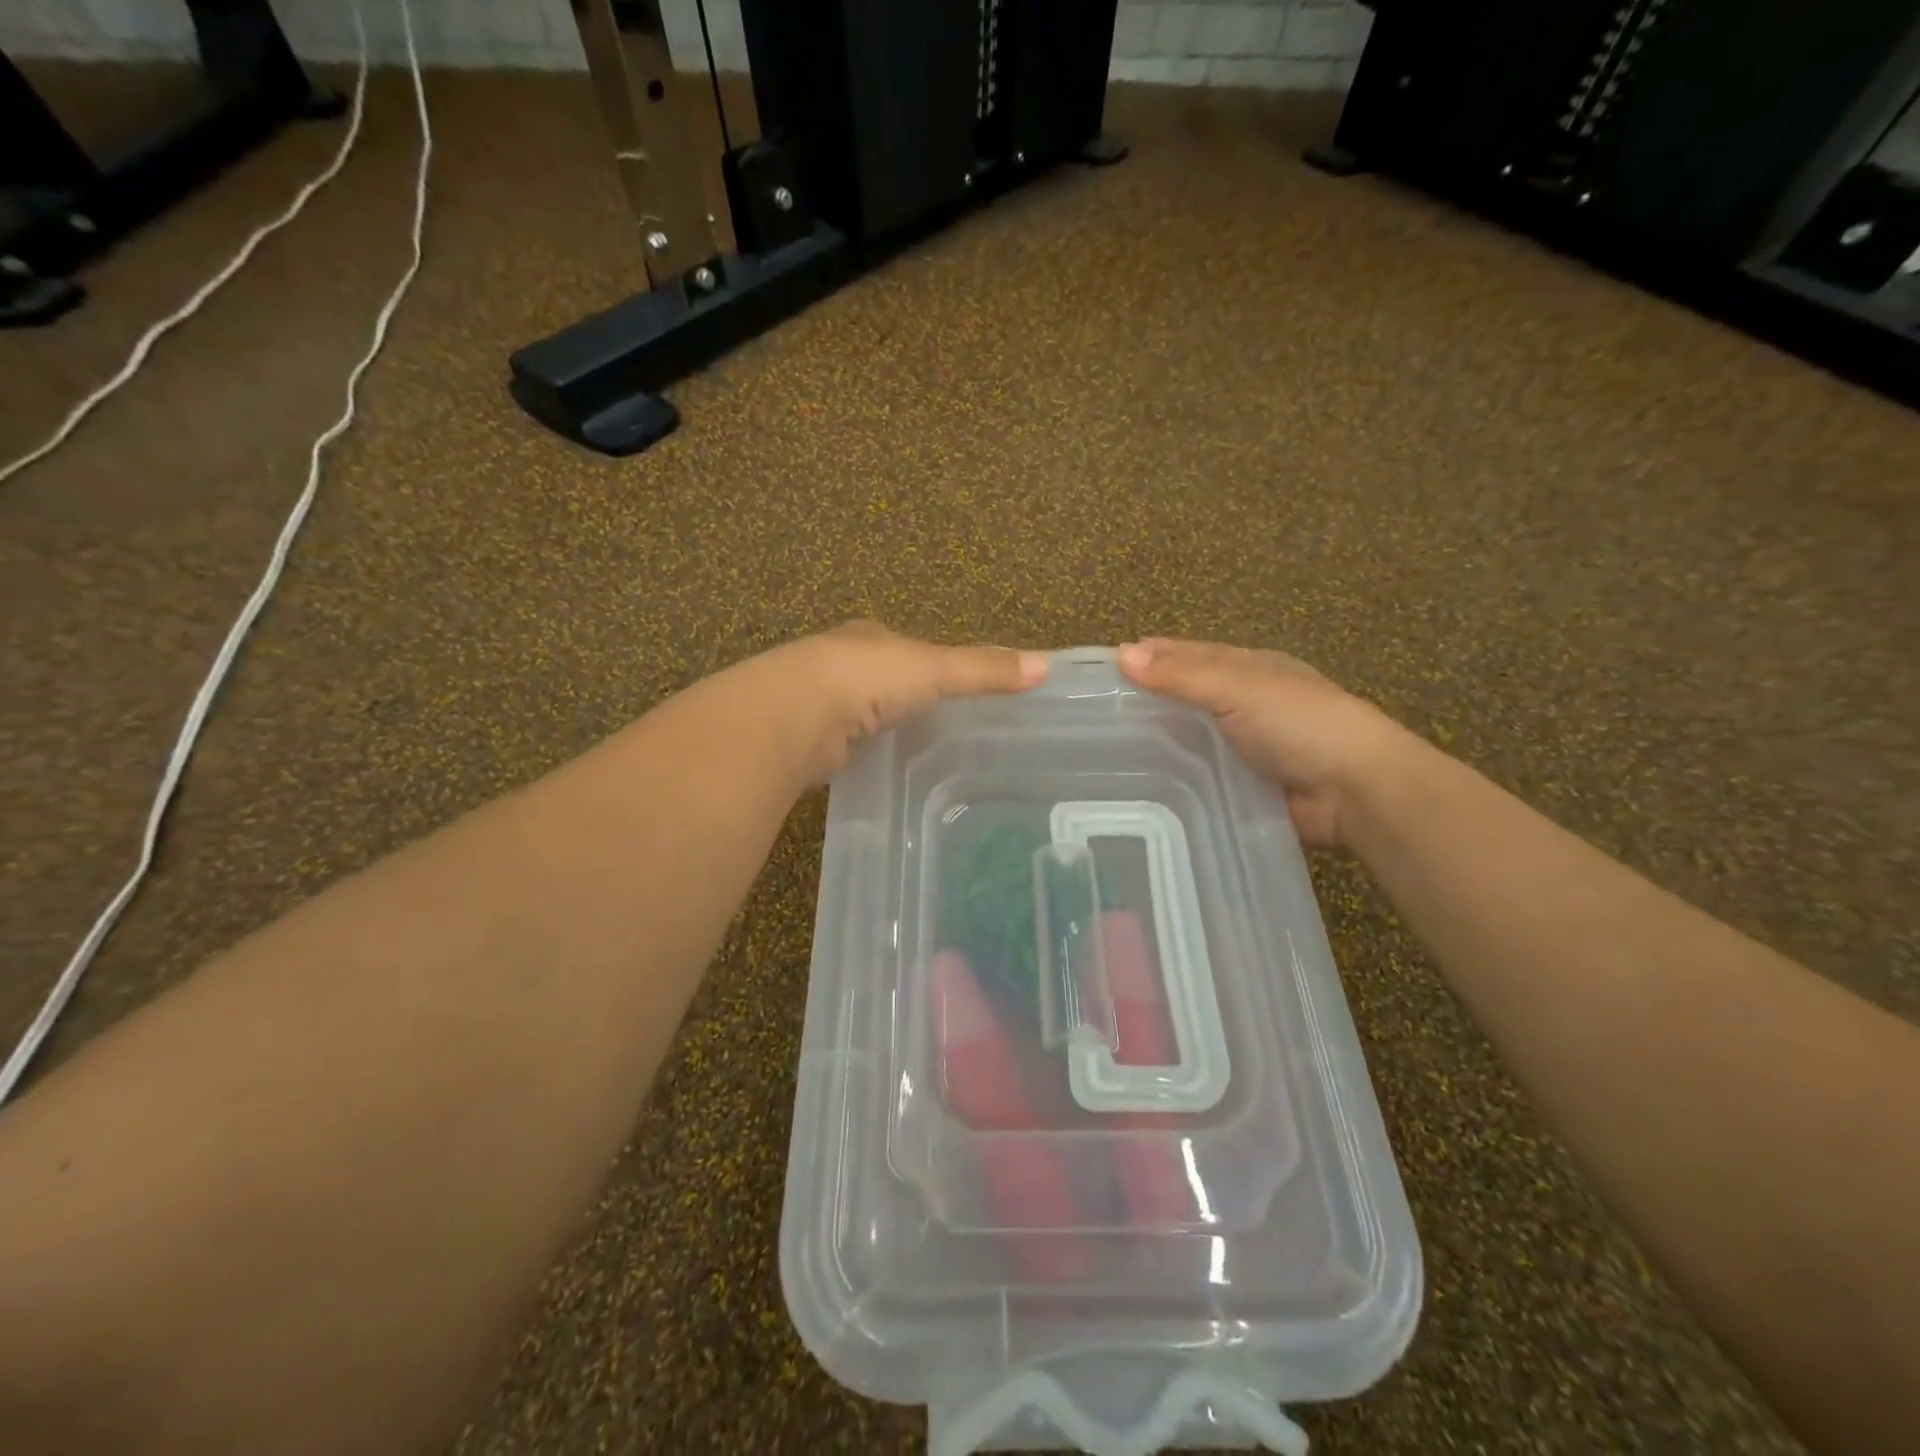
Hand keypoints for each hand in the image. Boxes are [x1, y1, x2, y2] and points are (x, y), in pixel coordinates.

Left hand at [753, 622, 1048, 780]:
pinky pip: (846, 745)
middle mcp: (840, 664)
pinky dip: (861, 753)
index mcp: (869, 638)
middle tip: (938, 722)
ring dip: (879, 725)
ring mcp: (819, 703)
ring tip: (914, 749)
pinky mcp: (808, 740)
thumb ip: (983, 669)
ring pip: (860, 713)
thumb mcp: (934, 669)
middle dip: (902, 695)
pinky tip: (877, 768)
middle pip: (881, 678)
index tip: (953, 681)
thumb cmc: (865, 678)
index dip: (930, 660)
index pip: (906, 646)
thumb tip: (1047, 665)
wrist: (792, 716)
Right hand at [1117, 638, 1417, 849]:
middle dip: (1150, 700)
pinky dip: (1176, 777)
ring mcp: (1247, 747)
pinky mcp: (1245, 786)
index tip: (1106, 666)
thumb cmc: (1299, 723)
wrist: (1355, 790)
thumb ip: (1181, 675)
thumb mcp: (1238, 688)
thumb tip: (1121, 654)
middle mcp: (1247, 704)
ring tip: (1107, 753)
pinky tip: (1141, 785)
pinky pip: (1202, 776)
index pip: (1190, 656)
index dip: (1152, 656)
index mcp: (1250, 669)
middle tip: (1096, 714)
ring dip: (1160, 742)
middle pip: (1189, 696)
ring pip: (1193, 738)